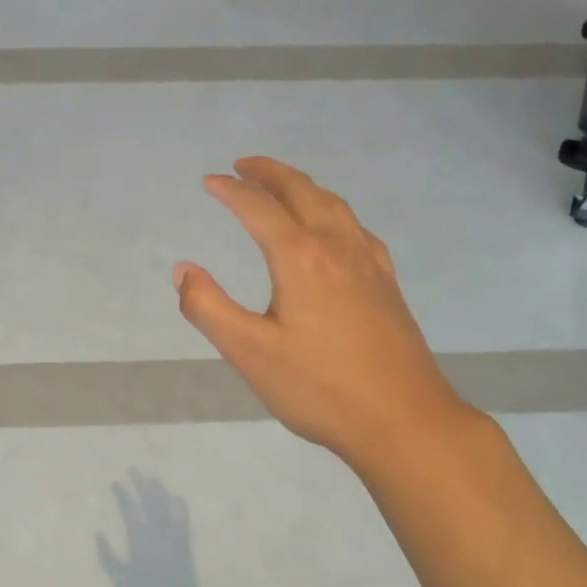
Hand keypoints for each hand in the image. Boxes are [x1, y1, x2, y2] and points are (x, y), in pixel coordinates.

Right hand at [98, 473, 208, 586]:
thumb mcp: (120, 580)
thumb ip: (107, 557)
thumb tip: (97, 533)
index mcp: (140, 540)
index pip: (129, 510)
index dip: (122, 495)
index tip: (115, 482)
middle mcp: (158, 533)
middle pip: (149, 501)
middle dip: (140, 483)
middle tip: (132, 470)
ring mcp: (174, 535)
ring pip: (166, 505)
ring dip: (158, 490)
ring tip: (150, 477)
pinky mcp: (186, 541)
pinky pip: (183, 517)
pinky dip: (179, 505)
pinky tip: (177, 496)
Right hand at [174, 157, 474, 475]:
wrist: (404, 421)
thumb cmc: (320, 388)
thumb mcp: (250, 353)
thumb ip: (208, 308)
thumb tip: (182, 270)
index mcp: (300, 258)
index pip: (259, 208)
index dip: (231, 191)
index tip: (209, 181)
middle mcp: (337, 247)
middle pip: (301, 192)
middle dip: (270, 173)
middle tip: (243, 165)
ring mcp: (369, 264)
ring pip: (334, 205)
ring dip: (302, 186)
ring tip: (282, 186)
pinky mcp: (387, 284)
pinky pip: (357, 228)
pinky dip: (333, 212)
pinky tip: (334, 230)